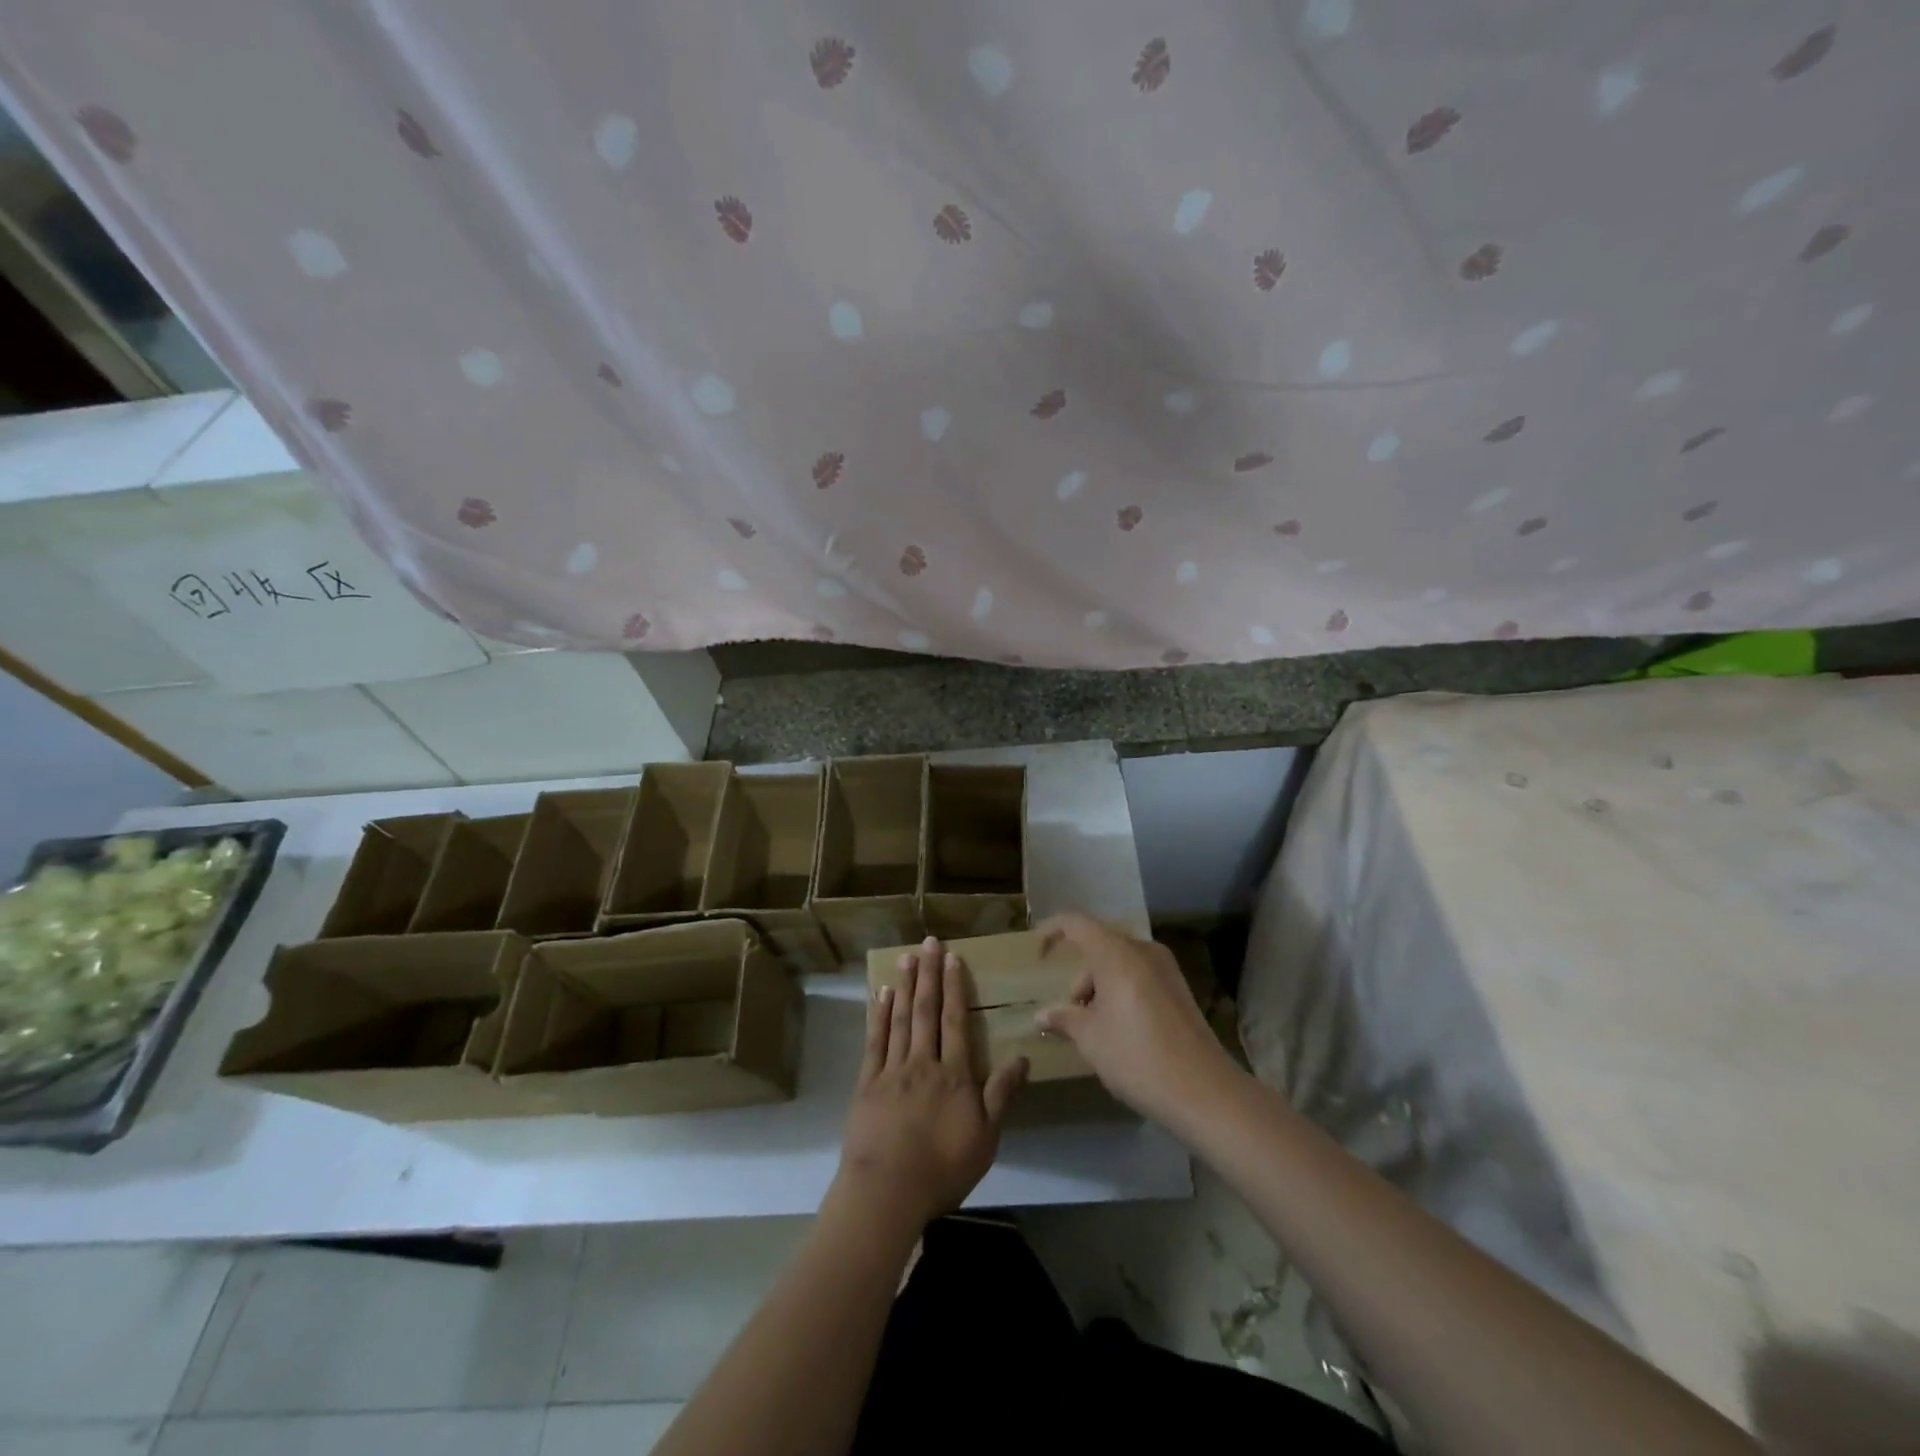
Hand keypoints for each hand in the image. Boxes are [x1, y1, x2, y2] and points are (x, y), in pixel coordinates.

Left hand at [834, 937, 1027, 1231]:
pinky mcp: (867, 1083)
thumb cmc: (942, 1169)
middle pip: (926, 1011)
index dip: (955, 987)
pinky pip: (874, 1041)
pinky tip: (881, 995)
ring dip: (905, 986)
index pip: (955, 1021)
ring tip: (906, 957)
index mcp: (953, 1075)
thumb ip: (1000, 1094)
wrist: (886, 1193)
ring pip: (900, 1019)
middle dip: (929, 974)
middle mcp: (923, 1063)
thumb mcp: (985, 1139)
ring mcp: (891, 1070)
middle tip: (927, 942)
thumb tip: (1021, 1056)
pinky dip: (878, 1015)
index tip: (952, 957)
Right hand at [1034, 913, 1240, 1128]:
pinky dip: (1120, 992)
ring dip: (1099, 988)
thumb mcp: (1091, 1039)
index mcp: (1116, 953)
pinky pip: (1138, 977)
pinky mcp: (1179, 989)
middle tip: (1070, 1016)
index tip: (1038, 954)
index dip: (1052, 931)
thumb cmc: (1136, 1056)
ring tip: (1094, 1029)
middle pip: (1099, 947)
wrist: (1203, 1091)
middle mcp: (1142, 950)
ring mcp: (1166, 969)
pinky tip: (1119, 1030)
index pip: (1076, 924)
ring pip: (1119, 964)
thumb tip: (1042, 1016)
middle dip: (1078, 977)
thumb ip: (1064, 1019)